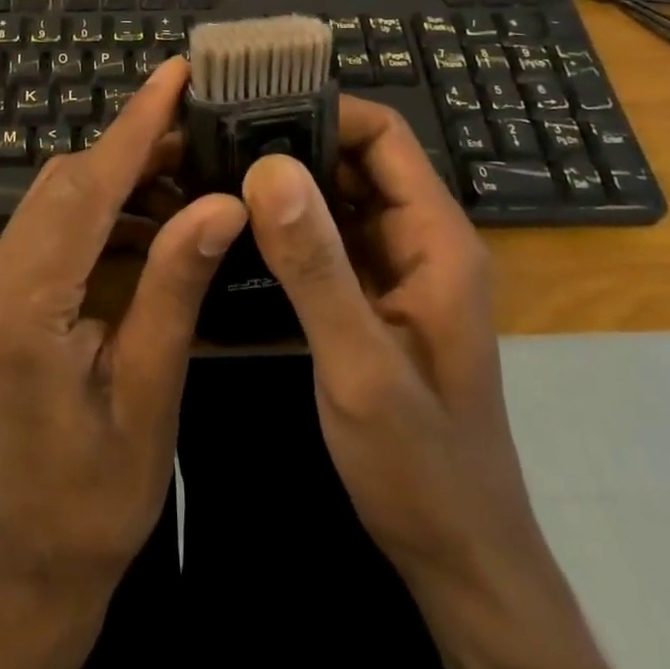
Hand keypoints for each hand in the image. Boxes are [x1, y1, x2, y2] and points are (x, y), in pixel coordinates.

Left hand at [0, 56, 248, 591]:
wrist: (38, 547)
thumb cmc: (100, 488)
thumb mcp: (150, 388)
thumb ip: (176, 286)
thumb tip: (223, 203)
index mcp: (24, 304)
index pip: (86, 189)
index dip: (134, 126)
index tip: (174, 73)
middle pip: (68, 181)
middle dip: (135, 145)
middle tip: (202, 123)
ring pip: (60, 195)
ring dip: (123, 175)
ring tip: (190, 169)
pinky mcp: (5, 289)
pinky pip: (57, 223)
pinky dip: (106, 207)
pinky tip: (154, 215)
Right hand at [238, 97, 536, 573]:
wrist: (457, 557)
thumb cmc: (421, 465)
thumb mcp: (360, 365)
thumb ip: (315, 266)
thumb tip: (268, 167)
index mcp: (435, 239)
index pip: (384, 135)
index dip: (323, 111)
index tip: (251, 112)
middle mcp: (417, 240)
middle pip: (355, 160)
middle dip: (290, 142)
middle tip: (214, 139)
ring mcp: (393, 270)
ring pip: (335, 198)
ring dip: (282, 183)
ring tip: (212, 170)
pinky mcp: (369, 297)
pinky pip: (325, 239)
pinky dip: (285, 225)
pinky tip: (234, 227)